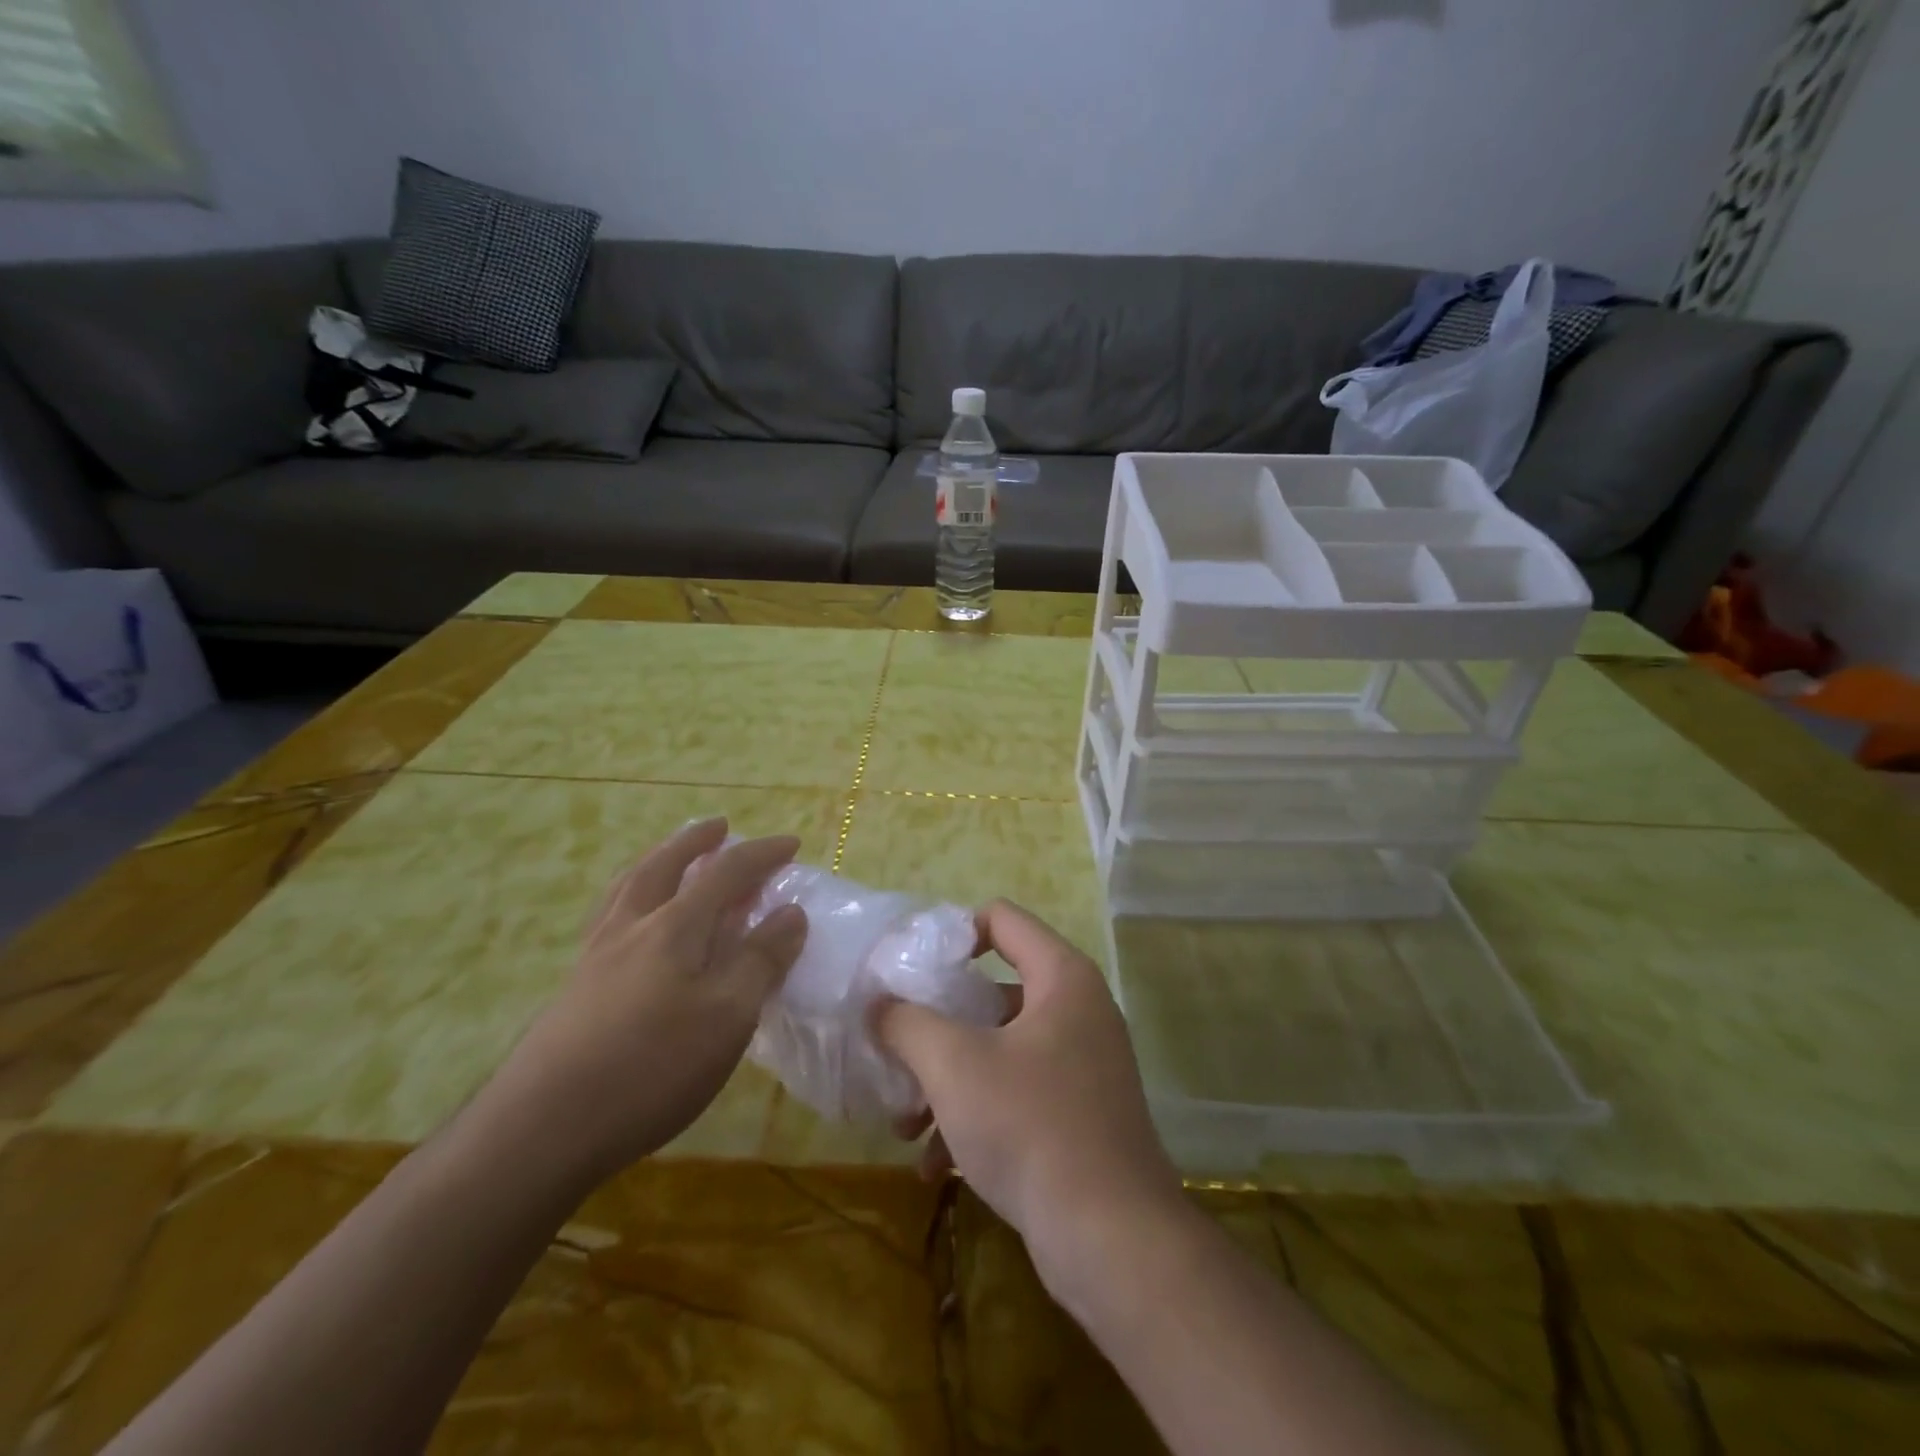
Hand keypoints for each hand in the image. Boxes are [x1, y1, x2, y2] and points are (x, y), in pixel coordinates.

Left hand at [484, 818, 807, 1186]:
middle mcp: (631, 928)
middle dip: (695, 841)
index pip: (725, 873)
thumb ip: (761, 960)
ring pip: (626, 888)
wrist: (540, 1131)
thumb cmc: (650, 1067)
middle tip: (719, 827)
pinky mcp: (574, 989)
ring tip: (669, 856)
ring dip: (656, 861)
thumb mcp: (727, 1016)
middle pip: (662, 866)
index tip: (791, 844)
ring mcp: (595, 957)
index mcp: (673, 927)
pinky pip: (608, 919)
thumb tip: (791, 913)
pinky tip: (631, 923)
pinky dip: (629, 899)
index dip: (761, 854)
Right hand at [875, 900, 1183, 1276]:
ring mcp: (1083, 1063)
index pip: (1001, 918)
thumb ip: (907, 1022)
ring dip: (948, 1081)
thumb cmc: (1030, 1125)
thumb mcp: (954, 1065)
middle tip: (897, 1050)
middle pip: (993, 990)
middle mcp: (1078, 1009)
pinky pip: (1017, 1092)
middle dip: (938, 1026)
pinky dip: (976, 1115)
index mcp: (1061, 977)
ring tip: (905, 1125)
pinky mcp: (1080, 1113)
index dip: (952, 933)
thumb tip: (878, 1004)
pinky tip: (934, 1164)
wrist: (1111, 1238)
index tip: (910, 968)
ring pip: (1000, 1049)